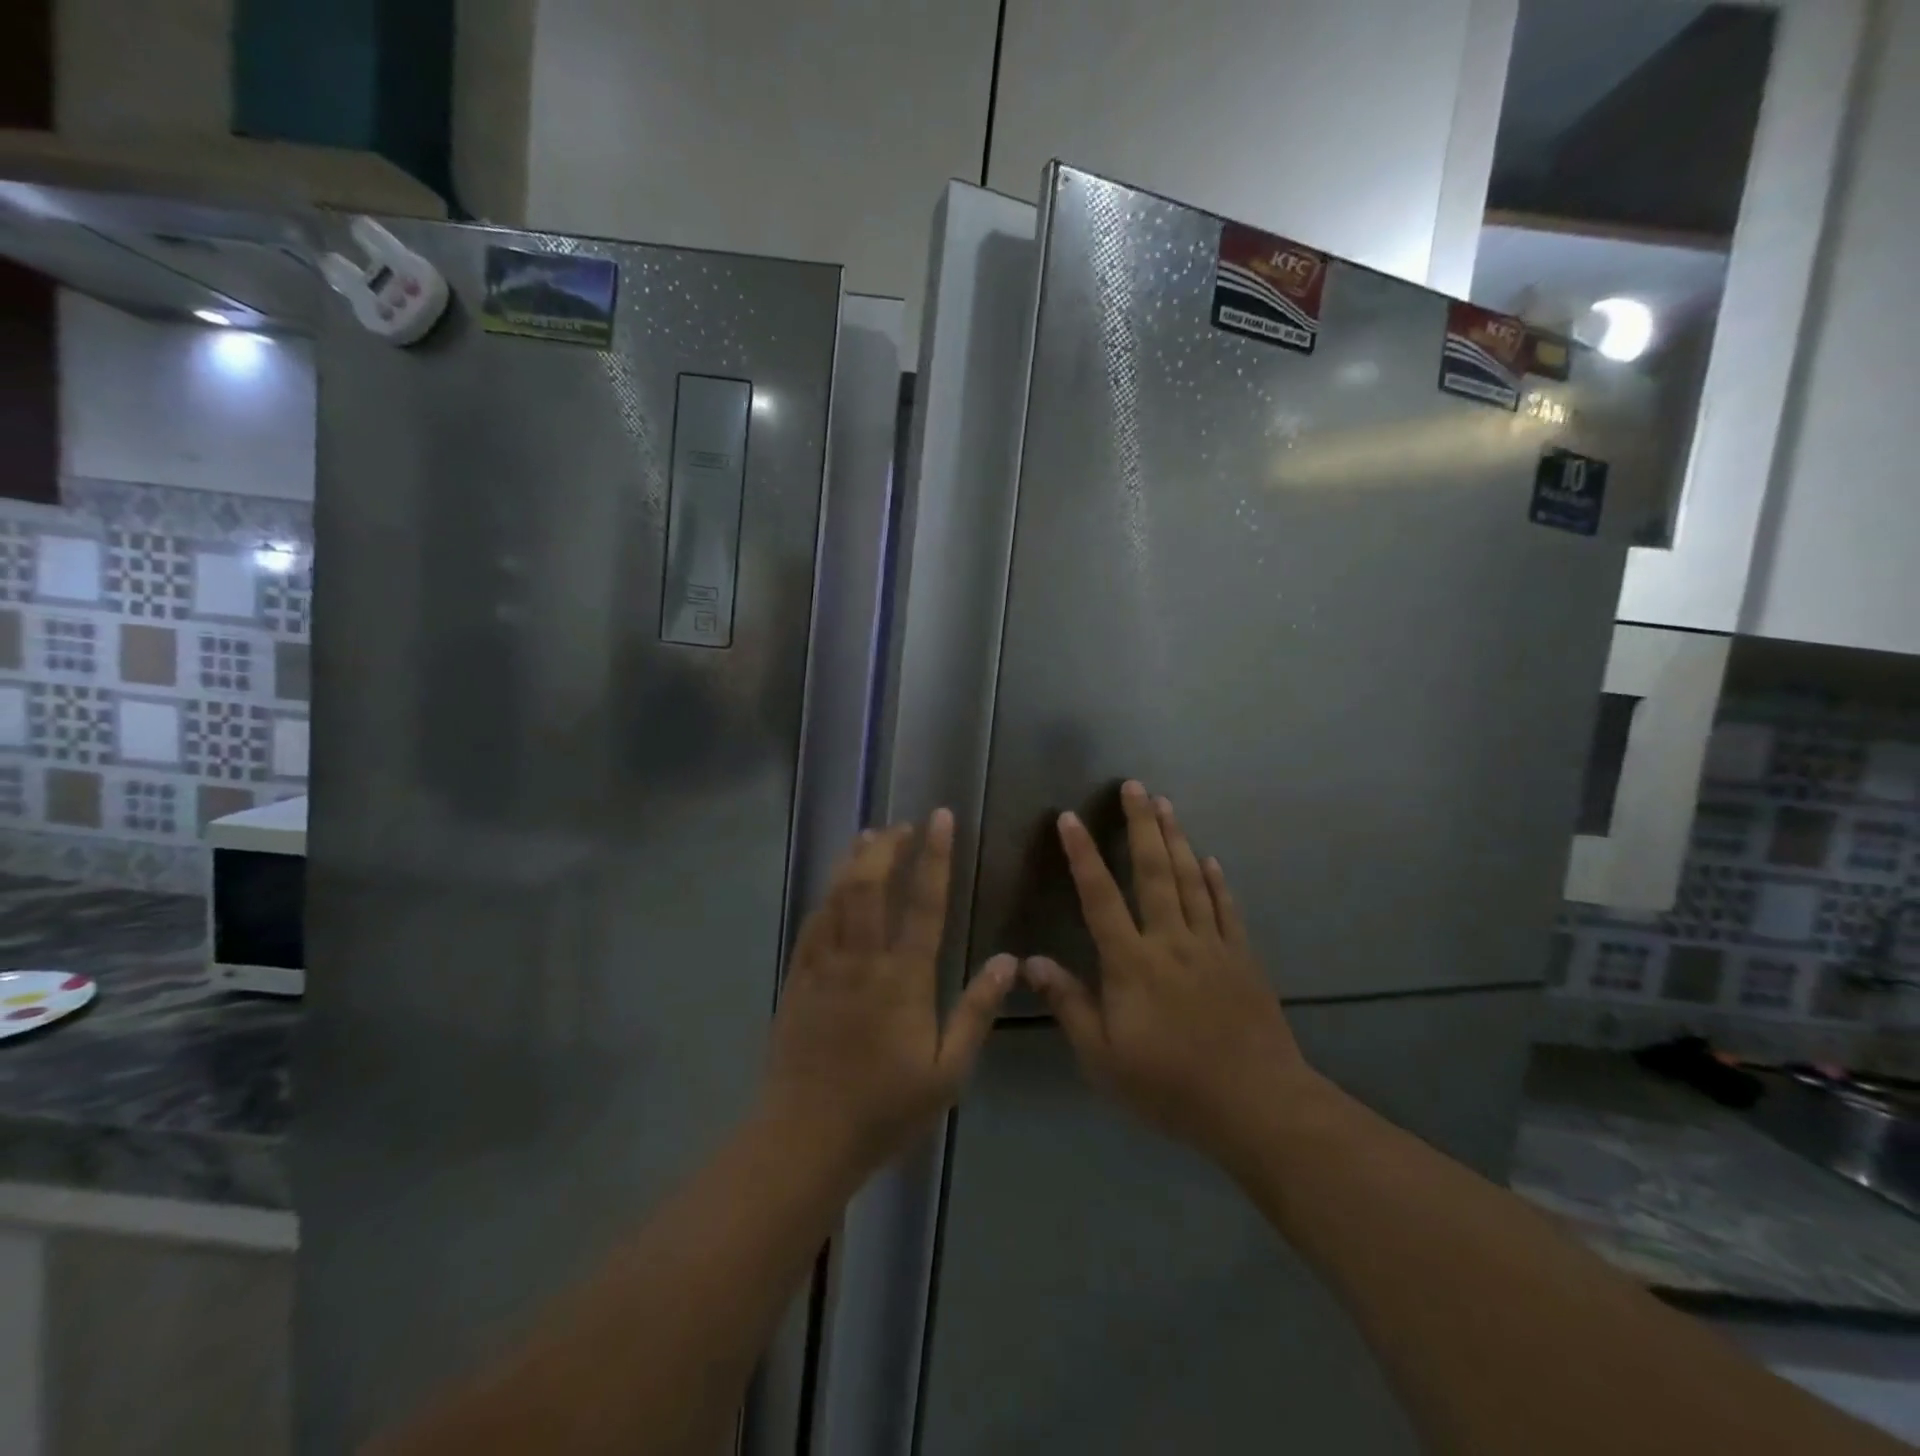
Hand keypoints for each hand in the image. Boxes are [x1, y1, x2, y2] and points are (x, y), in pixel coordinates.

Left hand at [762, 809, 1015, 1182]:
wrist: (805, 1137)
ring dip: (854, 861)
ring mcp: (824, 966)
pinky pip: (812, 924)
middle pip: (871, 886)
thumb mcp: (947, 1071)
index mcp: (903, 979)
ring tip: (870, 836)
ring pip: (837, 897)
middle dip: (887, 847)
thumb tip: (1009, 961)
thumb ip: (977, 1011)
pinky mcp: (798, 979)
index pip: (923, 903)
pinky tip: (834, 886)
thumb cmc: (884, 1109)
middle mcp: (862, 960)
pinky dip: (826, 895)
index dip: (934, 856)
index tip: (940, 819)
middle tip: (903, 825)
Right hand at [1024, 782, 1322, 1167]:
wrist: (1257, 1106)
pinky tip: (1211, 860)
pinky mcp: (1243, 958)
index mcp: (1132, 963)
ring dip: (1177, 839)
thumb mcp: (1103, 1057)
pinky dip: (1217, 881)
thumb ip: (1069, 1005)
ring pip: (1192, 880)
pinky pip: (1227, 909)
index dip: (1083, 855)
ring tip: (1167, 805)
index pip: (1100, 897)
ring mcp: (1212, 945)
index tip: (1070, 818)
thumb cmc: (1170, 1085)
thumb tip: (1032, 962)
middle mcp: (1171, 941)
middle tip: (1136, 786)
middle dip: (1142, 825)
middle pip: (1155, 872)